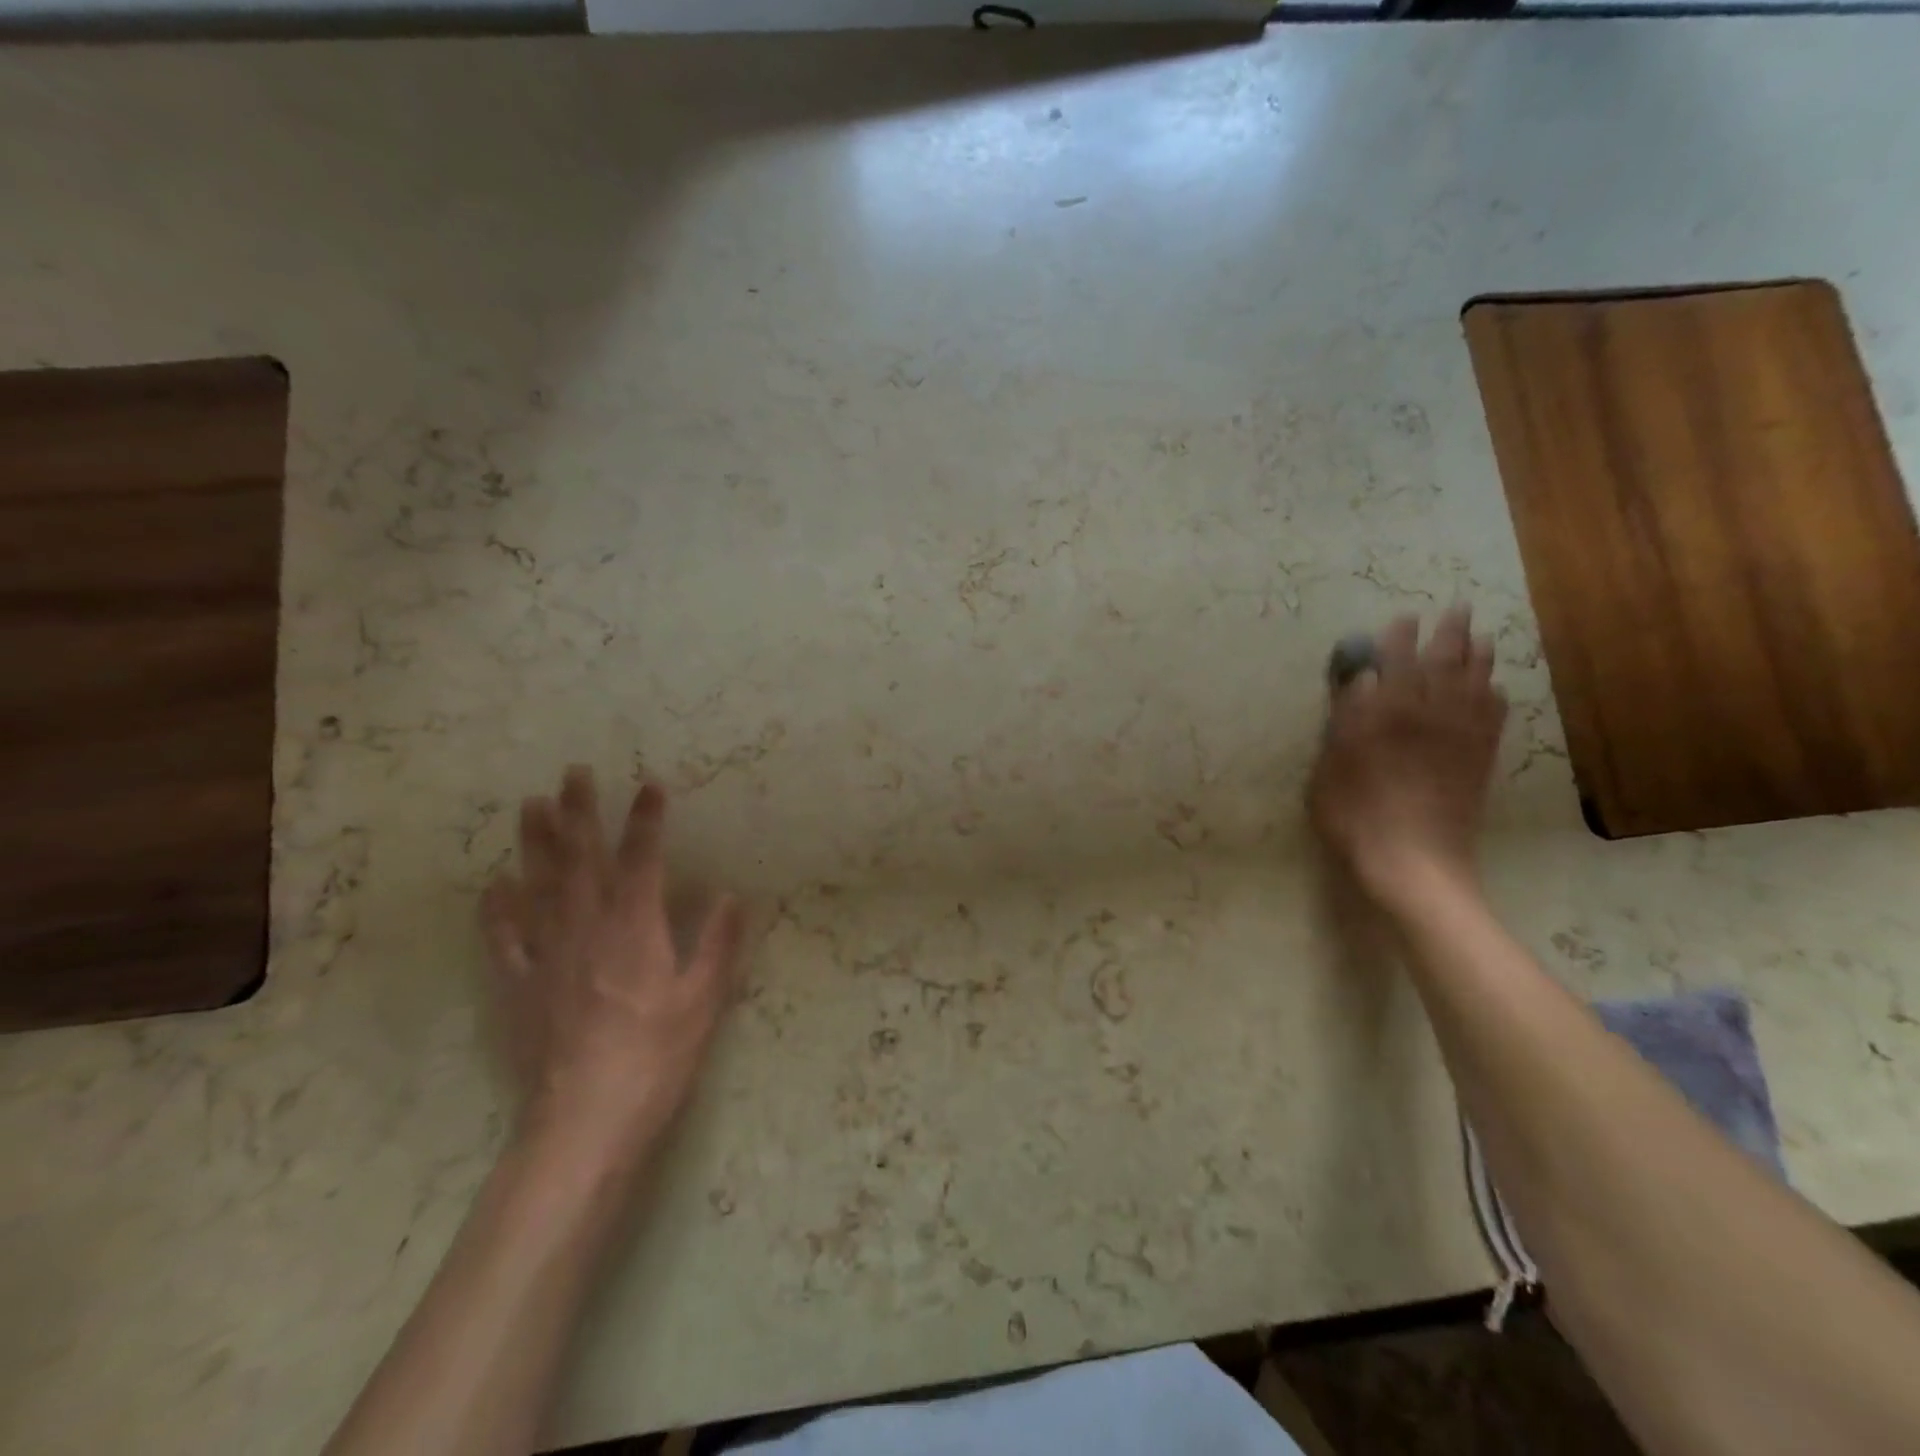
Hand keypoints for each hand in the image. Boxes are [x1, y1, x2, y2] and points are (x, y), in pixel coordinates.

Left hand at [481, 768, 746, 1173]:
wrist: (586, 1121)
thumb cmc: (658, 1057)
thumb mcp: (704, 1001)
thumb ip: (718, 943)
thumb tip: (731, 893)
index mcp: (636, 928)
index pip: (643, 859)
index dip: (647, 819)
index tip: (651, 783)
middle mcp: (587, 929)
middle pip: (581, 861)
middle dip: (579, 813)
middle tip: (572, 773)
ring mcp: (548, 957)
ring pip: (538, 887)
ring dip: (535, 844)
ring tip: (529, 806)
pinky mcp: (520, 989)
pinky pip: (504, 940)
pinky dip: (497, 910)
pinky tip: (494, 885)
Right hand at [1308, 606, 1507, 907]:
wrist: (1413, 861)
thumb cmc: (1355, 816)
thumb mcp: (1329, 768)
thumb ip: (1345, 719)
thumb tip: (1362, 679)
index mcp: (1389, 714)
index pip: (1396, 662)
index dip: (1400, 638)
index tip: (1403, 618)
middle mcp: (1431, 715)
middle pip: (1445, 663)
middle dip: (1450, 633)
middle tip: (1456, 609)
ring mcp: (1461, 737)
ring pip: (1477, 683)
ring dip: (1479, 656)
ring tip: (1481, 637)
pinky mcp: (1479, 760)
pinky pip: (1494, 717)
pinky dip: (1495, 696)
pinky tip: (1494, 689)